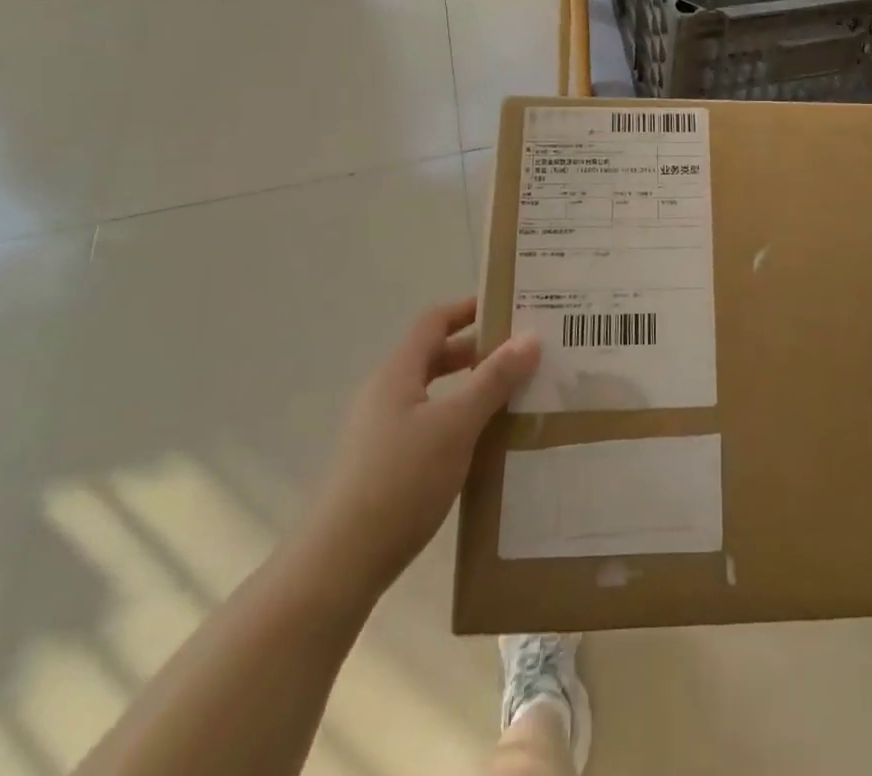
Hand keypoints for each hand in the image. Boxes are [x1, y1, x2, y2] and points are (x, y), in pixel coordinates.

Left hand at [296, 299, 540, 602]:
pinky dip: (460, 421)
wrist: (340, 565)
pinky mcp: (384, 466)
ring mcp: (382, 432)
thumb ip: (494, 379)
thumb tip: (531, 337)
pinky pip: (430, 425)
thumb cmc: (400, 480)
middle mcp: (386, 394)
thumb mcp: (456, 424)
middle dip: (478, 350)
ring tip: (515, 395)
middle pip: (435, 355)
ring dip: (471, 388)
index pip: (435, 321)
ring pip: (434, 393)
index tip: (510, 306)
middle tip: (523, 352)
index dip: (470, 308)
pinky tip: (486, 442)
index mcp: (398, 373)